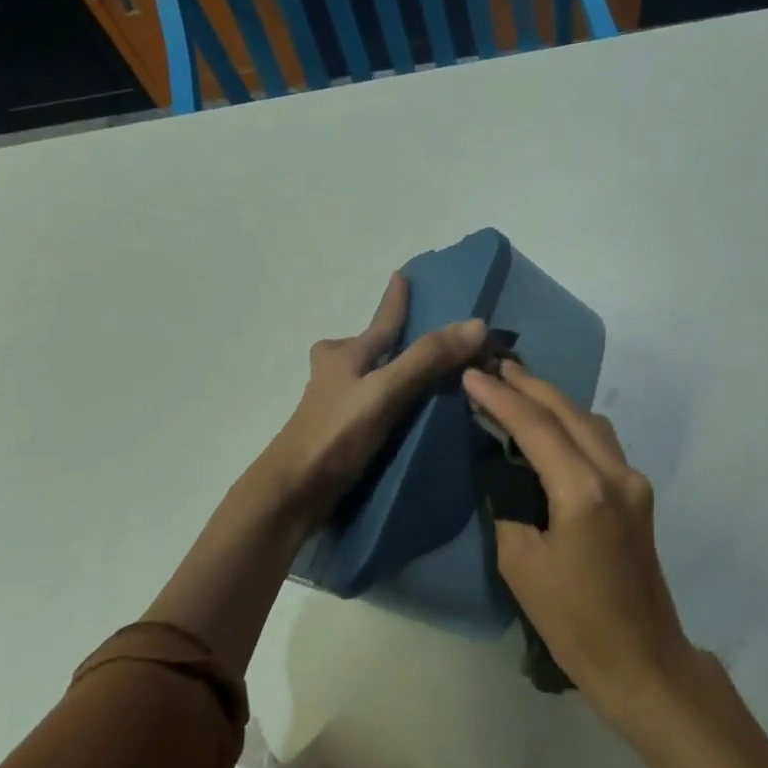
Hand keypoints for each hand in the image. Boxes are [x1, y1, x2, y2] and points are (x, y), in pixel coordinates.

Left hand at [258, 274, 486, 526]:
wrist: (291, 493)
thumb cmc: (335, 433)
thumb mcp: (386, 391)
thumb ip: (427, 359)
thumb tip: (476, 324)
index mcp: (344, 355)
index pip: (381, 322)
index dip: (395, 300)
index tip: (401, 275)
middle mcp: (334, 374)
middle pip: (362, 348)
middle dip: (382, 340)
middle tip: (407, 336)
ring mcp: (331, 405)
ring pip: (362, 378)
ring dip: (383, 373)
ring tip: (414, 379)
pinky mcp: (335, 434)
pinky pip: (366, 406)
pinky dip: (383, 403)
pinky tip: (399, 419)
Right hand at [462, 361, 691, 719]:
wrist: (641, 659)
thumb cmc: (574, 622)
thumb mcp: (521, 565)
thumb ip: (509, 506)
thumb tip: (503, 473)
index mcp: (584, 491)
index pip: (536, 426)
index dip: (501, 398)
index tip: (471, 375)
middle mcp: (615, 473)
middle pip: (568, 411)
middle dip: (529, 384)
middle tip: (494, 364)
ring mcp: (633, 480)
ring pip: (589, 421)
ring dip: (553, 400)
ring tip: (516, 385)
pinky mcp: (637, 493)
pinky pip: (599, 441)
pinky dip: (571, 423)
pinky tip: (549, 423)